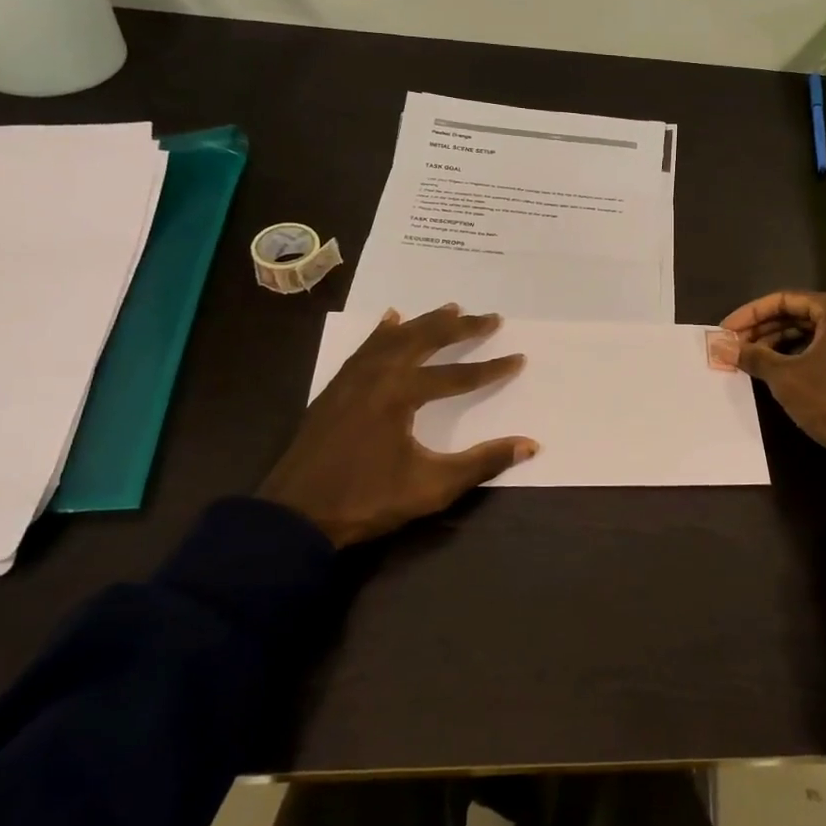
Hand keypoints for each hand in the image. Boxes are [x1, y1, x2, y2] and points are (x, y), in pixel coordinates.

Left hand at [258, 304, 537, 545]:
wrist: (294, 517)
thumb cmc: (367, 500)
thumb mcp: (432, 486)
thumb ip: (482, 462)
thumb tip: (530, 445)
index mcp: (400, 394)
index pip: (457, 375)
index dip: (491, 369)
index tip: (519, 358)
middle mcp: (377, 375)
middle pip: (425, 341)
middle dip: (461, 329)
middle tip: (491, 318)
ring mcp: (352, 379)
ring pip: (394, 338)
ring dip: (425, 323)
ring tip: (451, 308)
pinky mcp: (335, 389)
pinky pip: (365, 348)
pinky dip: (383, 331)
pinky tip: (391, 319)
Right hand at [721, 291, 825, 499]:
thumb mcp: (784, 376)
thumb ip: (752, 355)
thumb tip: (719, 346)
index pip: (784, 300)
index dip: (750, 314)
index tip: (724, 330)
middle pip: (794, 314)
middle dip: (760, 328)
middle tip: (731, 344)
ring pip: (804, 332)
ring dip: (772, 342)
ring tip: (744, 357)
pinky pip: (814, 348)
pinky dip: (790, 354)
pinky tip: (767, 367)